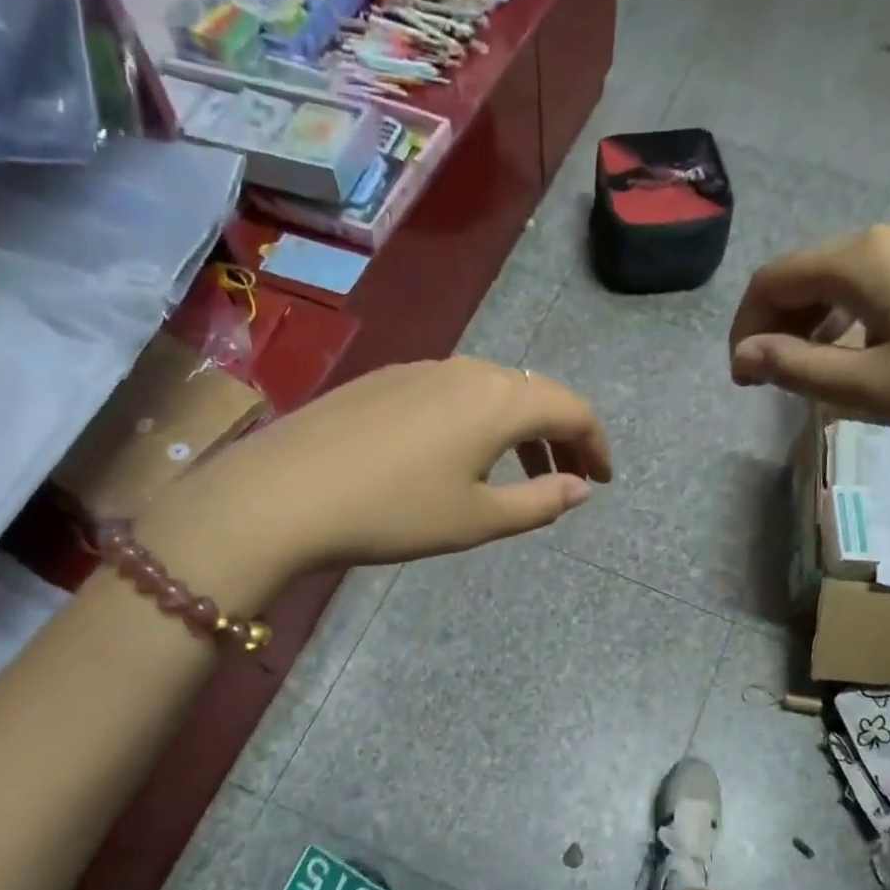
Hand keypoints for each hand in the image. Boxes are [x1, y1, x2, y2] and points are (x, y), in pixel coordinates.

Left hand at [143, 358, 611, 603]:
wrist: (285, 493)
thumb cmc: (395, 511)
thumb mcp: (478, 519)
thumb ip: (539, 502)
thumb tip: (580, 489)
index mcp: (500, 400)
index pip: (572, 410)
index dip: (597, 444)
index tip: (604, 480)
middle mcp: (467, 370)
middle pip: (534, 394)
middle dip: (561, 437)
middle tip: (569, 478)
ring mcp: (422, 370)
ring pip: (492, 392)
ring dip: (519, 430)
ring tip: (521, 474)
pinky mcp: (386, 380)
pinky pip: (453, 394)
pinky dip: (479, 422)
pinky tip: (460, 456)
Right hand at [727, 221, 889, 442]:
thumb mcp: (869, 387)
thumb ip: (796, 368)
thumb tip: (744, 354)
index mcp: (861, 258)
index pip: (773, 280)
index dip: (745, 327)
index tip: (743, 379)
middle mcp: (888, 237)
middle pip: (804, 272)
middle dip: (774, 324)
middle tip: (769, 380)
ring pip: (840, 278)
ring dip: (809, 322)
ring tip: (809, 372)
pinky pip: (875, 283)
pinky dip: (847, 316)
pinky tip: (858, 352)